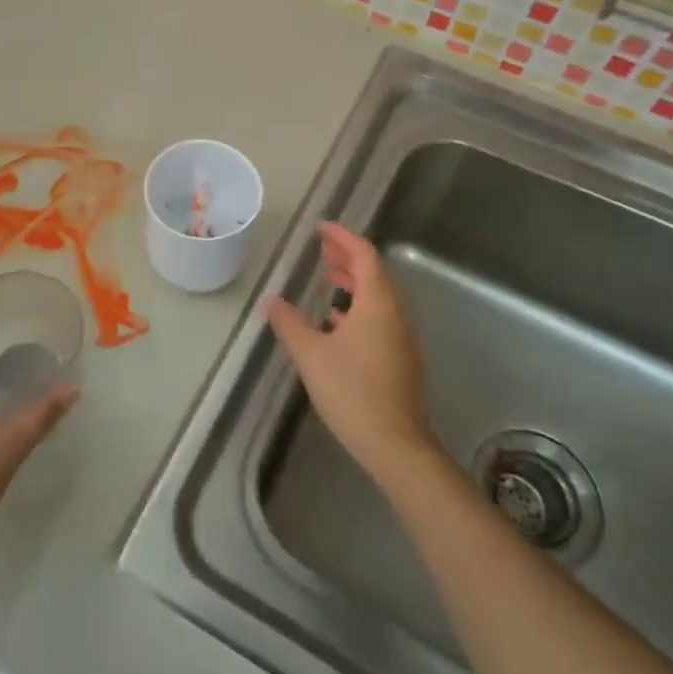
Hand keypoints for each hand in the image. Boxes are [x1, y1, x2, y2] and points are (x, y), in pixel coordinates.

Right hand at [266, 223, 435, 487]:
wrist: (395, 445)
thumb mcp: (311, 355)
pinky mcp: (401, 359)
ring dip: (355, 282)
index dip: (343, 238)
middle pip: (375, 274)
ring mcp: (401, 338)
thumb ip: (289, 324)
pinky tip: (338, 321)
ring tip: (330, 278)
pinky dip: (360, 306)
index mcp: (377, 305)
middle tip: (322, 248)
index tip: (321, 228)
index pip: (365, 256)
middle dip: (348, 257)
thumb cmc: (352, 392)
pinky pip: (380, 317)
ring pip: (379, 296)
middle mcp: (395, 314)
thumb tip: (271, 301)